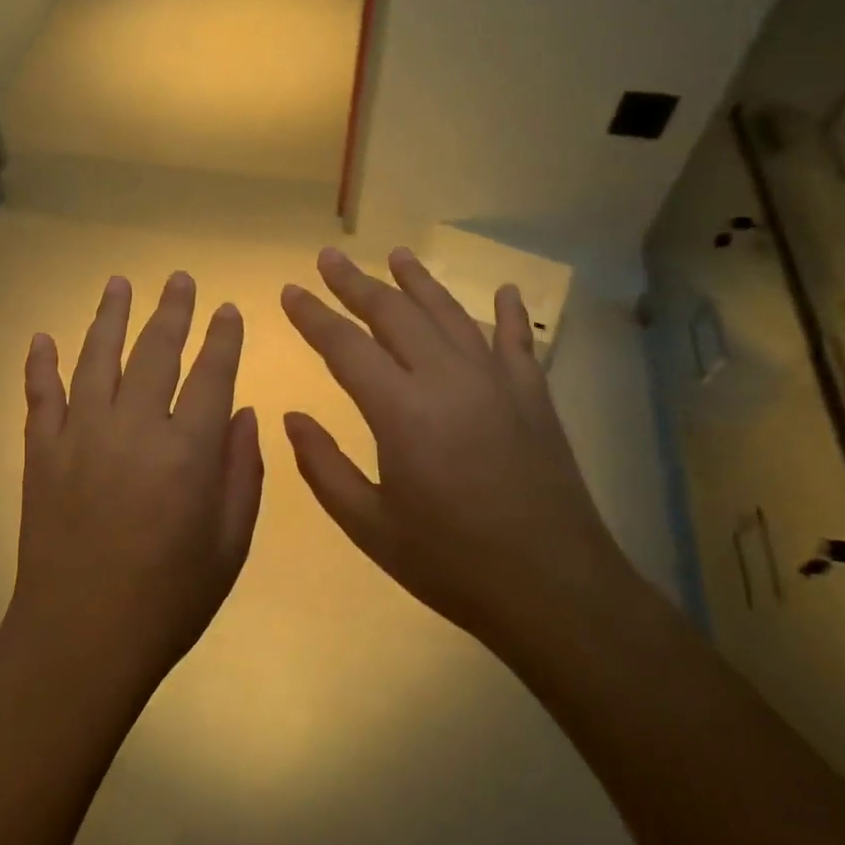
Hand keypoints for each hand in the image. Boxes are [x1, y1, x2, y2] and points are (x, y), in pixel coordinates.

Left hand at [0, 272, 263, 702]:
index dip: (222, 338)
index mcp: (187, 451)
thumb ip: (242, 473)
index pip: (211, 375)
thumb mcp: (229, 545)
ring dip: (109, 317)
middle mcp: (133, 428)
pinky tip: (42, 338)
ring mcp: (80, 436)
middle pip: (155, 352)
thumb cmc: (168, 600)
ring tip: (119, 283)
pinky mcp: (41, 454)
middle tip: (180, 279)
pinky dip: (41, 365)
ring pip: (97, 359)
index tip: (227, 309)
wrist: (79, 641)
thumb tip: (243, 413)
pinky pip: (41, 397)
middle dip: (172, 311)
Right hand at [280, 247, 641, 667]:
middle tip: (329, 258)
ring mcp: (497, 381)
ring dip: (419, 282)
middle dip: (355, 282)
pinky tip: (503, 291)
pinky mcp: (534, 396)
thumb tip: (292, 417)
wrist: (554, 590)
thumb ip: (323, 467)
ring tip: (396, 254)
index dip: (312, 315)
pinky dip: (508, 313)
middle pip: (394, 313)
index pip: (344, 345)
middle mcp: (447, 379)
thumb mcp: (369, 525)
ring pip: (449, 314)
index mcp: (401, 410)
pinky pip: (516, 341)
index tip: (290, 290)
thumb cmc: (451, 563)